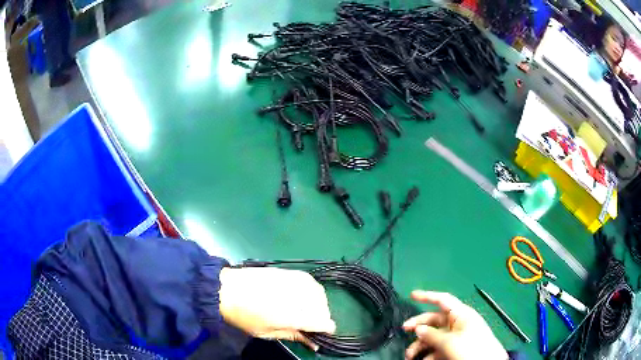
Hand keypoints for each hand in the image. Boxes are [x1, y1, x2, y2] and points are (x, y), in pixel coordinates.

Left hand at [218, 267, 335, 349]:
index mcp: (293, 316)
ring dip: (317, 303)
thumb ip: (293, 336)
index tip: (319, 333)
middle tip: (307, 324)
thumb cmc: (243, 316)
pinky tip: (300, 295)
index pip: (323, 322)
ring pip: (319, 293)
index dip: (325, 329)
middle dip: (320, 317)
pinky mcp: (288, 272)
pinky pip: (309, 281)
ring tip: (304, 309)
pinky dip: (310, 290)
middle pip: (323, 308)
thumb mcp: (266, 333)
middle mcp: (298, 297)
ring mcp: (294, 281)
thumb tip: (313, 343)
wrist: (225, 289)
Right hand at [402, 291, 507, 359]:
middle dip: (419, 326)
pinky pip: (438, 348)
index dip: (427, 296)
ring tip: (409, 356)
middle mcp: (457, 323)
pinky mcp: (454, 349)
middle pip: (434, 320)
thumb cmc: (470, 348)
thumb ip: (432, 335)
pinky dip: (429, 354)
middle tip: (404, 330)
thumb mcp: (449, 342)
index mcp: (460, 315)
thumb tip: (419, 329)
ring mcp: (456, 337)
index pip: (443, 300)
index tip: (411, 295)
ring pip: (433, 337)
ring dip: (420, 345)